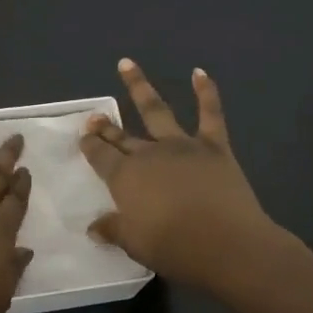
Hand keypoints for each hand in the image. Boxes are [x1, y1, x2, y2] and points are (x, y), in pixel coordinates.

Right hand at [79, 59, 281, 295]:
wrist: (229, 244)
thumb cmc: (176, 248)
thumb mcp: (135, 245)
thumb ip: (113, 230)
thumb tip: (93, 227)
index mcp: (126, 177)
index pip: (101, 156)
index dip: (90, 145)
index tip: (83, 136)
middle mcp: (150, 154)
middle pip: (123, 136)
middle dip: (106, 126)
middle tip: (94, 116)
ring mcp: (182, 146)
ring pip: (156, 110)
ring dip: (139, 86)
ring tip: (127, 64)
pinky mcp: (214, 147)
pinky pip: (210, 113)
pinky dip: (206, 91)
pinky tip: (200, 72)